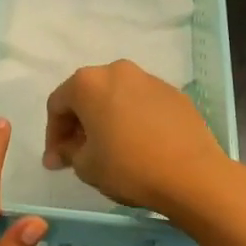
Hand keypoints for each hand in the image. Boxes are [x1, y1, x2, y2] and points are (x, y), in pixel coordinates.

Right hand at [43, 59, 230, 216]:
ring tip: (111, 148)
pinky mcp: (174, 93)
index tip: (57, 162)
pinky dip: (133, 119)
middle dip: (78, 124)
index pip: (57, 104)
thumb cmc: (129, 167)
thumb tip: (64, 151)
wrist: (192, 174)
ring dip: (107, 118)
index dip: (53, 135)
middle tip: (79, 153)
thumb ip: (68, 152)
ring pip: (116, 96)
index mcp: (88, 83)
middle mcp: (117, 70)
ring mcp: (149, 79)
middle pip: (87, 95)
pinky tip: (140, 145)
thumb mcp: (86, 166)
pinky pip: (142, 103)